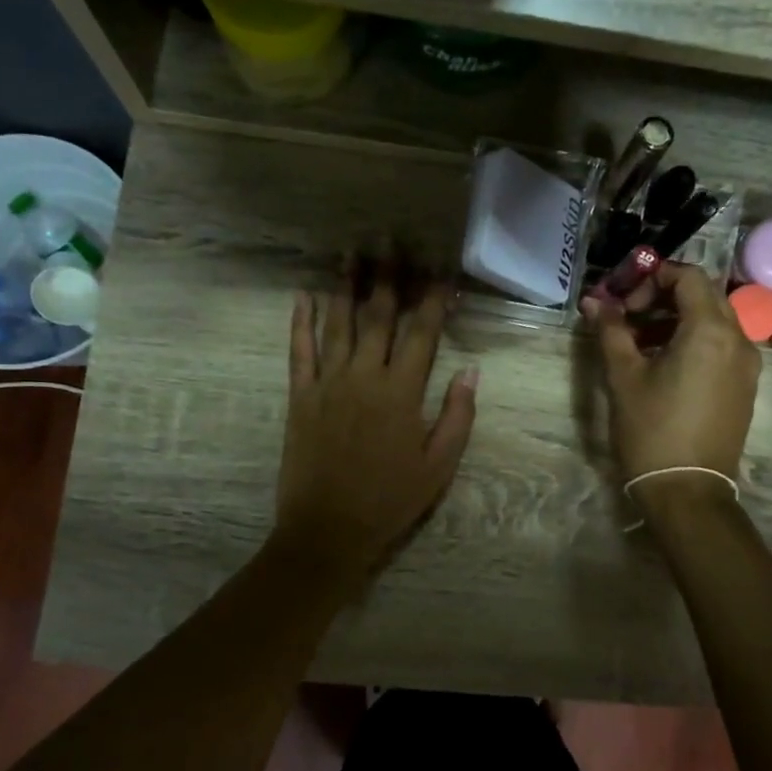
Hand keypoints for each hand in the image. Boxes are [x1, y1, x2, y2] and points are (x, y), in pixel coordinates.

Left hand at [274, 256, 478, 581]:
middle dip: (388, 276)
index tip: (441, 270)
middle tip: (391, 240)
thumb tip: (471, 370)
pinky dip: (301, 323)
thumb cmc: (391, 500)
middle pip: (378, 316)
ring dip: (346, 286)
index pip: (422, 333)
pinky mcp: (300, 398)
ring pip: (338, 325)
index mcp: (402, 393)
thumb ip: (457, 416)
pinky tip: (304, 296)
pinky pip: (300, 352)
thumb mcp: (439, 466)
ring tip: (351, 252)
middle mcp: (364, 377)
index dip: (433, 298)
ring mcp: (327, 384)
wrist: (329, 530)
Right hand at [582, 263, 759, 495]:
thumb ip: (612, 331)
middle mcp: (739, 339)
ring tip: (641, 343)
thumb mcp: (624, 377)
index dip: (652, 278)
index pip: (688, 276)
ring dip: (679, 319)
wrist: (688, 491)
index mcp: (710, 331)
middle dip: (665, 297)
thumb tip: (595, 301)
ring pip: (715, 321)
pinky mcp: (746, 386)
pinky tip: (665, 365)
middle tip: (630, 317)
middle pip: (704, 295)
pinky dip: (695, 341)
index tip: (624, 300)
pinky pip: (723, 346)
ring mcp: (747, 364)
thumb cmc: (651, 430)